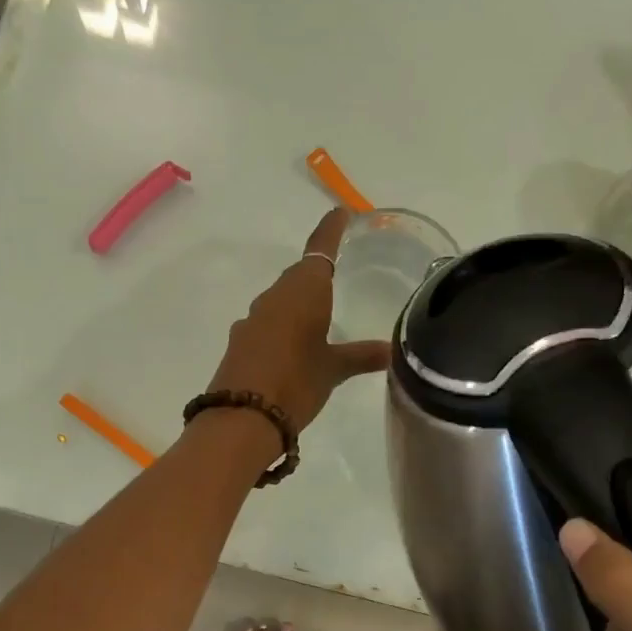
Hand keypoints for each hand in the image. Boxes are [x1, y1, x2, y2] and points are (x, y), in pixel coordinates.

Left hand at [204, 208, 388, 431]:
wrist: (242, 417)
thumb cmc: (296, 383)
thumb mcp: (333, 370)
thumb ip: (361, 356)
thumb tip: (391, 350)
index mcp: (303, 290)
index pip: (320, 248)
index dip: (331, 230)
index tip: (341, 213)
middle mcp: (274, 297)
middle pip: (298, 275)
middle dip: (317, 271)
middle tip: (339, 273)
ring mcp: (252, 319)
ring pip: (280, 300)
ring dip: (298, 301)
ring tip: (319, 315)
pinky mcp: (240, 342)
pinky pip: (267, 322)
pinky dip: (283, 325)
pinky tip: (293, 344)